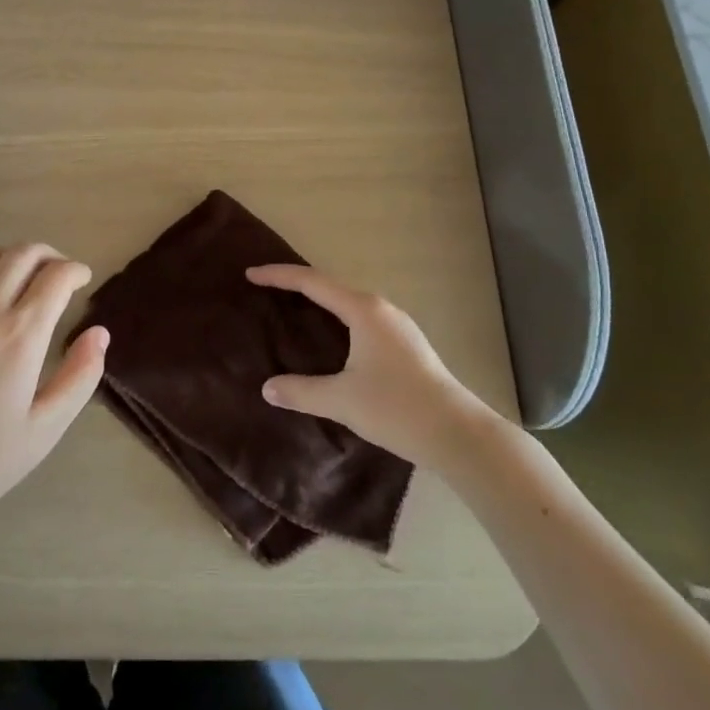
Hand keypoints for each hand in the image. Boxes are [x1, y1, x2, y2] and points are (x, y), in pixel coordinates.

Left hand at [0, 244, 108, 530]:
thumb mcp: (45, 429)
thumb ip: (80, 376)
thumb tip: (100, 333)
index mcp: (20, 335)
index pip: (56, 275)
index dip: (75, 270)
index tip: (82, 280)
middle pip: (22, 253)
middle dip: (49, 255)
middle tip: (57, 274)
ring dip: (11, 258)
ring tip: (20, 280)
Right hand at [247, 264, 494, 467]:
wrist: (458, 434)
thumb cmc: (396, 407)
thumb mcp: (341, 400)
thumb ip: (301, 391)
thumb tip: (268, 388)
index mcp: (363, 310)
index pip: (312, 283)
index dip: (279, 276)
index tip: (250, 275)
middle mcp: (381, 309)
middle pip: (330, 288)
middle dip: (297, 286)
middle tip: (267, 290)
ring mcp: (398, 326)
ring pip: (349, 304)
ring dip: (320, 304)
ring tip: (294, 311)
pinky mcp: (407, 345)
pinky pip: (361, 320)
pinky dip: (337, 320)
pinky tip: (331, 341)